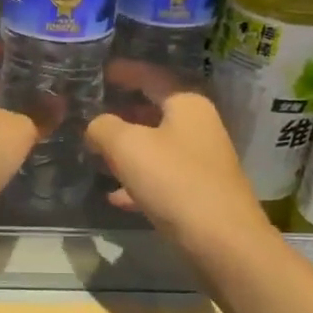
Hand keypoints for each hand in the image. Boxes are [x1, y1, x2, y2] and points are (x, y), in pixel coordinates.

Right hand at [86, 59, 271, 249]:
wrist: (222, 241)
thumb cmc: (174, 181)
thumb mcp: (127, 146)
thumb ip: (103, 127)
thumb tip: (95, 126)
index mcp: (187, 104)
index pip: (151, 75)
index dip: (123, 71)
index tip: (98, 71)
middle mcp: (198, 126)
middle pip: (154, 110)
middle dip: (121, 112)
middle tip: (90, 113)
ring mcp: (201, 160)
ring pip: (156, 145)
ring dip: (126, 148)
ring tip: (95, 152)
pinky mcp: (198, 191)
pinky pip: (160, 177)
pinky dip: (137, 181)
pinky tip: (114, 195)